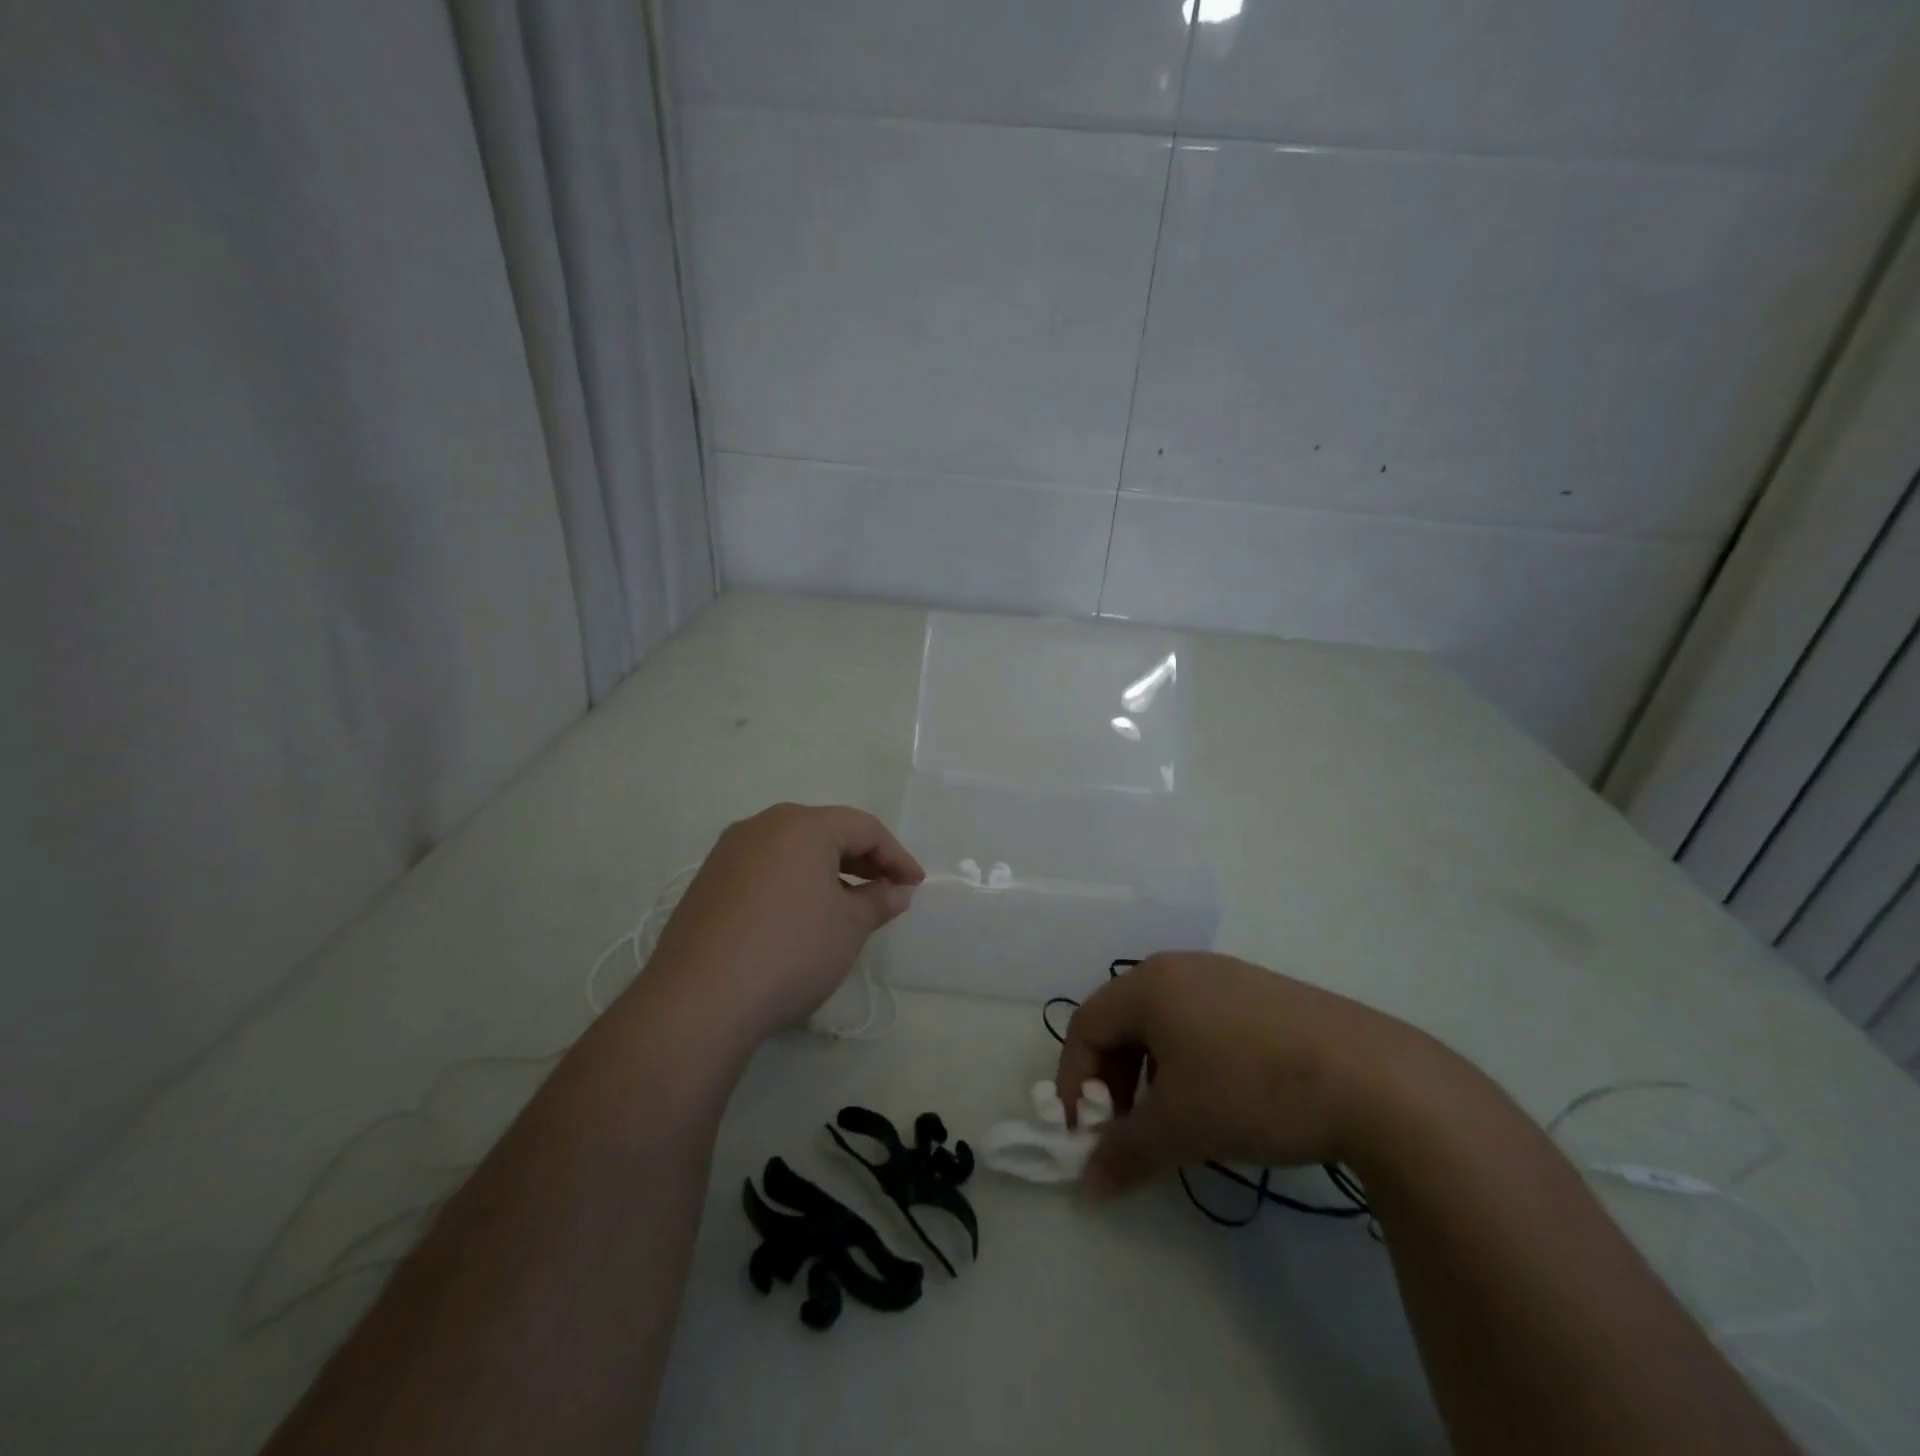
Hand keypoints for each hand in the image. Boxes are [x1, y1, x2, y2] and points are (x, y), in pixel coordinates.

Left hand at [633, 803, 923, 1047]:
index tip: (915, 885)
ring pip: (792, 851)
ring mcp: (728, 853)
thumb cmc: (790, 951)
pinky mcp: (707, 882)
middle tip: (887, 892)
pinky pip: (764, 870)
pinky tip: (801, 916)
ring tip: (847, 905)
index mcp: (802, 825)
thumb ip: (879, 900)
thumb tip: (897, 890)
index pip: (864, 828)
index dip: (896, 855)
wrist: (699, 1000)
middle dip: (862, 860)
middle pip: (825, 832)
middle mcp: (762, 826)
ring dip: (827, 872)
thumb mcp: (848, 927)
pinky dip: (793, 884)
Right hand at [1055, 952, 1441, 1196]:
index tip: (1086, 1134)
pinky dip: (1191, 1060)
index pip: (1086, 1026)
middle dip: (1115, 1079)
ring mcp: (1226, 975)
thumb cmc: (1252, 1090)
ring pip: (1164, 1022)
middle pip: (1122, 1020)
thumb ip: (1124, 1153)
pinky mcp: (1264, 993)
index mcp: (1149, 984)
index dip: (1075, 1082)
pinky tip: (1222, 1097)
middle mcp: (1181, 968)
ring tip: (1176, 1118)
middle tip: (1130, 1128)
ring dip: (1153, 1072)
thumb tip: (1087, 1186)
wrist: (1374, 1079)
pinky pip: (1203, 1020)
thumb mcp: (1179, 1127)